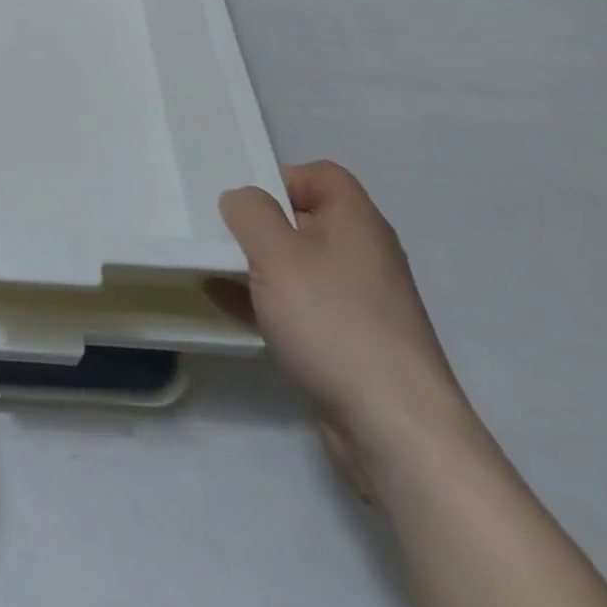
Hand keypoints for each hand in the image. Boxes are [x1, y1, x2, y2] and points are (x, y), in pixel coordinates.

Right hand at [207, 160, 470, 499]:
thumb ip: (249, 212)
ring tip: (212, 265)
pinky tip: (223, 303)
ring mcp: (359, 303)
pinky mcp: (348, 344)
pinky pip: (299, 307)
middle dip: (260, 224)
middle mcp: (363, 255)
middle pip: (306, 220)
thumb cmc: (333, 322)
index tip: (244, 201)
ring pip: (299, 266)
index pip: (320, 175)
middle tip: (219, 232)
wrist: (394, 430)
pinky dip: (263, 301)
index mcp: (356, 222)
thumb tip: (241, 199)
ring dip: (257, 264)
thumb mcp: (276, 253)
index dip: (282, 178)